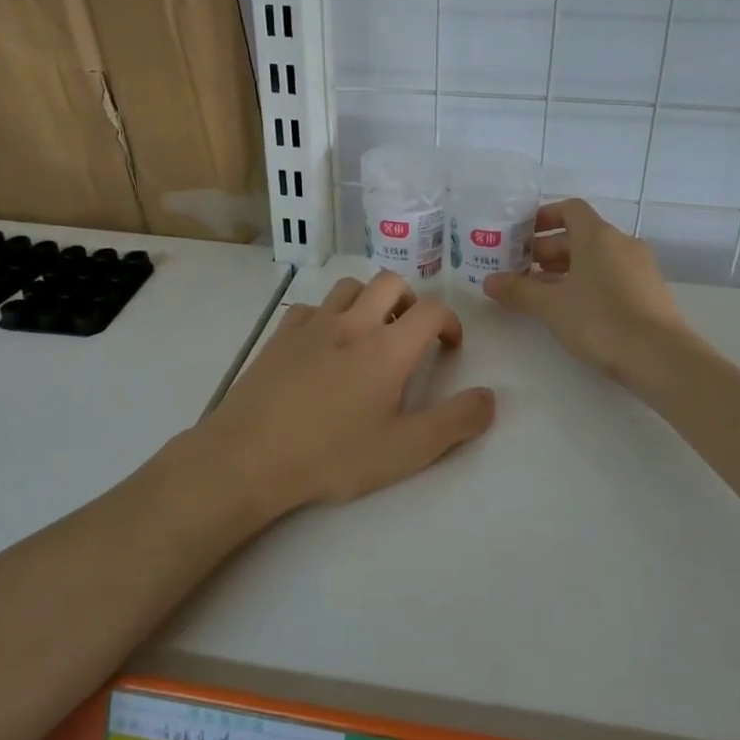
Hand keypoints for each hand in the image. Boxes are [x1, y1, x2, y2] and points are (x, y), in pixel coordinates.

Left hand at [196, 271, 495, 515]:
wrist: (249, 457)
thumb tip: (490, 397)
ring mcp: (312, 324)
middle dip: (410, 301)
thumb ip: (455, 423)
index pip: (432, 310)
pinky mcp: (280, 335)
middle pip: (391, 282)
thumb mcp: (405, 451)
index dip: (450, 322)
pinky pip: (312, 307)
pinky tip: (324, 346)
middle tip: (411, 334)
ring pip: (350, 286)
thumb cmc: (332, 456)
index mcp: (388, 348)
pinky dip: (328, 316)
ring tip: (370, 334)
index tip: (449, 346)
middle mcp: (353, 323)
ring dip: (369, 301)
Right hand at [482, 199, 688, 384]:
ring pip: (595, 258)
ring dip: (566, 269)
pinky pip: (611, 275)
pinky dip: (587, 283)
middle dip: (547, 250)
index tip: (522, 236)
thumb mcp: (550, 306)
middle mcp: (622, 243)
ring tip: (540, 294)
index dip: (544, 217)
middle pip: (580, 235)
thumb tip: (489, 281)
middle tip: (521, 271)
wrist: (660, 357)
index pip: (570, 209)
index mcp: (598, 235)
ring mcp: (639, 267)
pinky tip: (571, 310)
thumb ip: (518, 290)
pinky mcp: (648, 291)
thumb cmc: (600, 321)